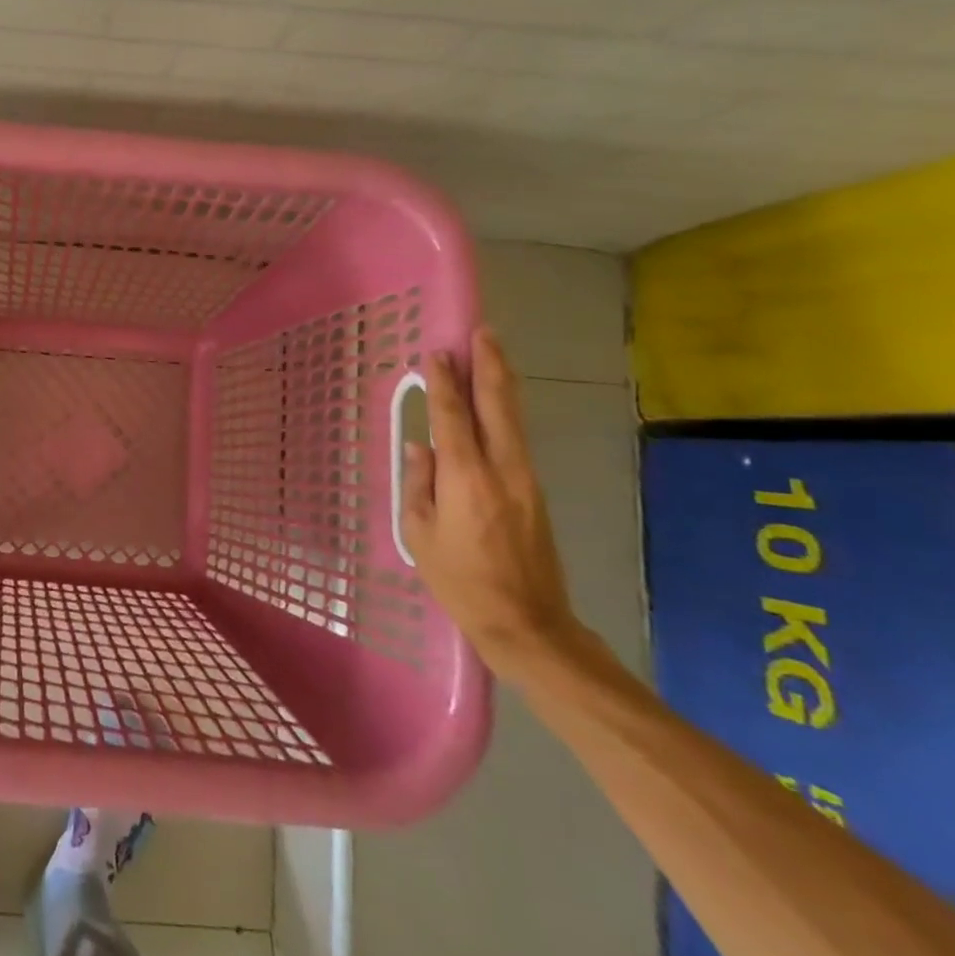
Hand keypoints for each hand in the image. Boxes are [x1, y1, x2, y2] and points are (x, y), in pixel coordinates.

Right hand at [398, 325, 580, 678]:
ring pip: (514, 419)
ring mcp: (526, 480)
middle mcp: (502, 469)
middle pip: (499, 406)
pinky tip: (495, 406)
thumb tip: (419, 448)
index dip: (444, 382)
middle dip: (489, 366)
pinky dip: (505, 413)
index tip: (437, 352)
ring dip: (501, 384)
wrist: (528, 623)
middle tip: (482, 332)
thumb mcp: (420, 534)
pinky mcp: (535, 493)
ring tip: (490, 354)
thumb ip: (418, 485)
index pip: (454, 416)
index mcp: (467, 478)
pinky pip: (517, 440)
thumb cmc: (461, 581)